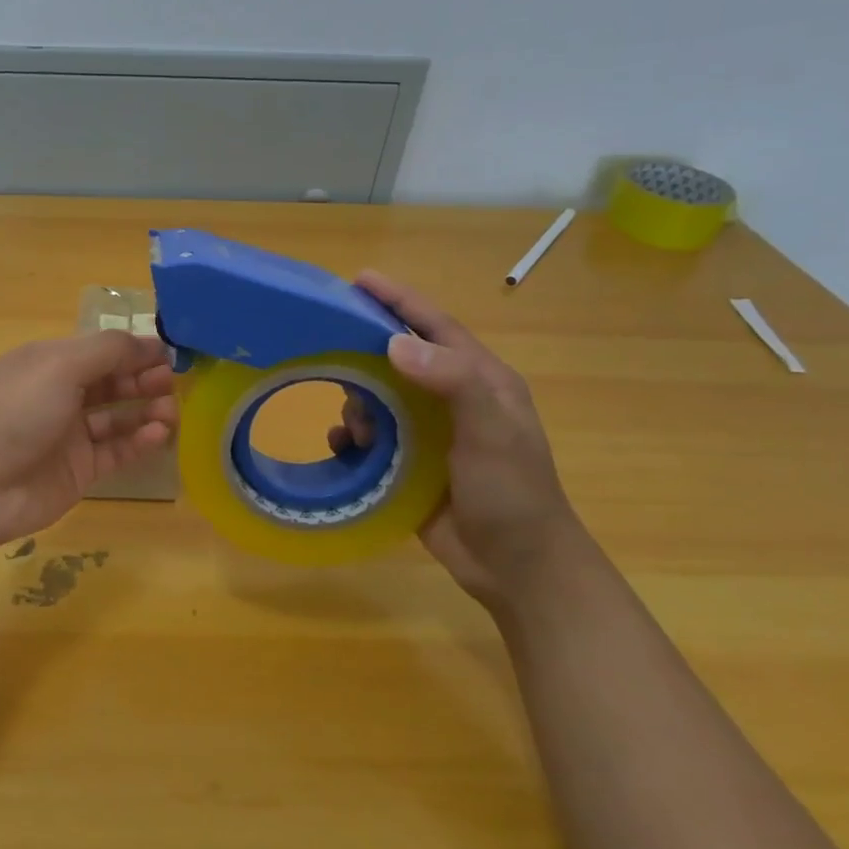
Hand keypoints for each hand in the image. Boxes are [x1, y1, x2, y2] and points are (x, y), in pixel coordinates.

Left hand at [0, 331, 177, 554]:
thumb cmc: (15, 410)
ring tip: (172, 411)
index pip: (101, 349)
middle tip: (173, 382)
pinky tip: (160, 434)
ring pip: (118, 417)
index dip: (134, 349)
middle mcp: (60, 394)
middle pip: (111, 381)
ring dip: (146, 410)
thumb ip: (108, 351)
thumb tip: (149, 342)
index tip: (171, 353)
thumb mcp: (60, 365)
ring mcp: (69, 434)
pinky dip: (139, 441)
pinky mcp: (79, 470)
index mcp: (50, 362)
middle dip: (143, 378)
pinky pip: (116, 451)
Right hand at [332, 272, 581, 609]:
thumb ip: (451, 381)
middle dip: (366, 355)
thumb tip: (393, 342)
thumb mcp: (490, 431)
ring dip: (358, 404)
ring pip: (377, 398)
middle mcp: (451, 399)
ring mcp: (428, 433)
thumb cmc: (512, 492)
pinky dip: (352, 438)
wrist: (517, 569)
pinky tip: (346, 448)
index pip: (435, 326)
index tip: (360, 279)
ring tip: (358, 427)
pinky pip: (368, 437)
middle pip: (397, 358)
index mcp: (480, 380)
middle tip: (331, 353)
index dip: (399, 300)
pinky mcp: (408, 464)